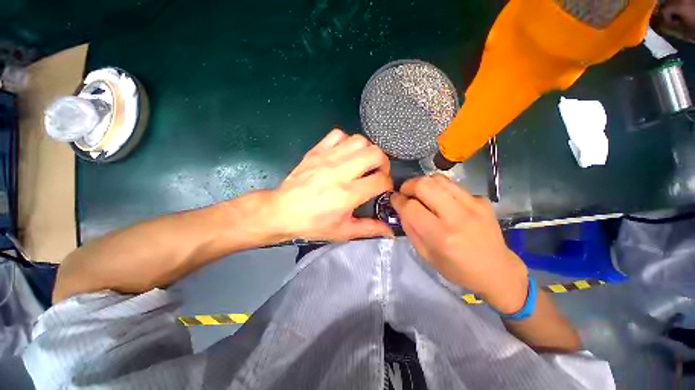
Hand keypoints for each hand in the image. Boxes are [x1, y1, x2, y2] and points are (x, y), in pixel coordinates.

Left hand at [263, 129, 393, 241]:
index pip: (381, 180)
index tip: (382, 189)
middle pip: (375, 153)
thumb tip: (390, 232)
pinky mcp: (316, 151)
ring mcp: (327, 157)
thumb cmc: (313, 224)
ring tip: (363, 162)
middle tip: (377, 173)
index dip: (387, 184)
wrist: (282, 211)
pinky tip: (344, 154)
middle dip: (383, 163)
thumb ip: (369, 229)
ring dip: (367, 150)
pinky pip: (338, 135)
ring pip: (359, 140)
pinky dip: (346, 141)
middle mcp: (340, 171)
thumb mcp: (343, 231)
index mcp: (348, 193)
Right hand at [391, 175, 528, 313]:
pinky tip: (442, 200)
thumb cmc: (457, 269)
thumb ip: (410, 229)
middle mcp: (457, 216)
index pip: (411, 207)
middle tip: (405, 193)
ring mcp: (473, 205)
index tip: (393, 199)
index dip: (397, 200)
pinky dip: (440, 189)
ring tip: (420, 193)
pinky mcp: (482, 200)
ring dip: (423, 183)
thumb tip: (401, 208)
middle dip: (408, 185)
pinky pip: (453, 185)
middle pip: (424, 185)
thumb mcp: (425, 255)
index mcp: (441, 236)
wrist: (497, 271)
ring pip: (438, 179)